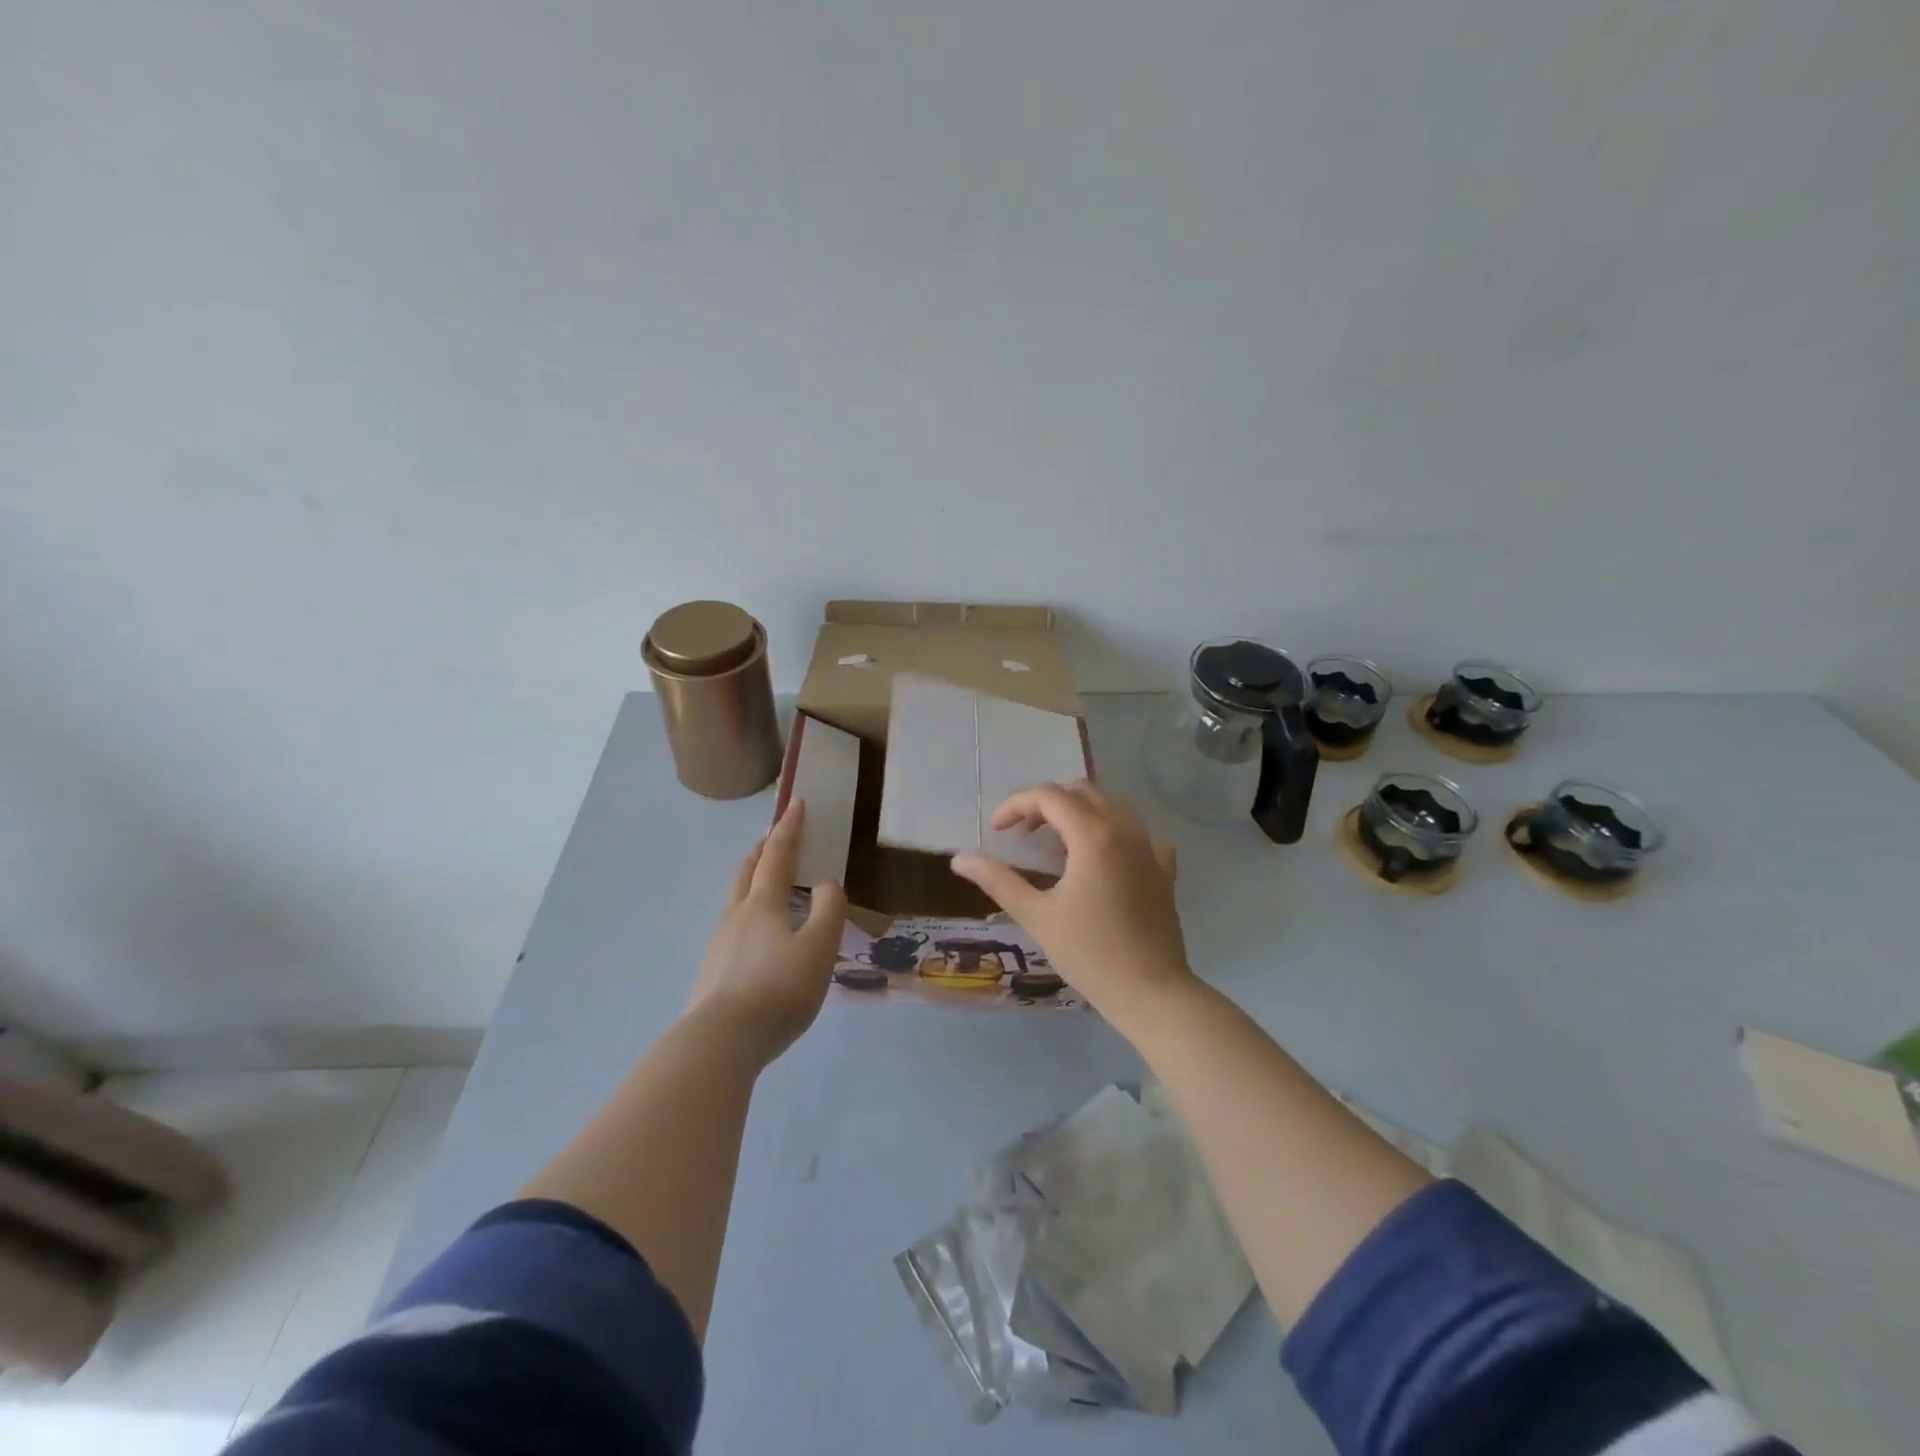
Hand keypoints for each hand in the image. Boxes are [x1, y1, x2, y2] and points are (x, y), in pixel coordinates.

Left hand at [687, 799, 847, 1064]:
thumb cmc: (778, 988)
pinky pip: (735, 928)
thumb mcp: (819, 947)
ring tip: (770, 885)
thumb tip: (827, 884)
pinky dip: (750, 915)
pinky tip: (760, 939)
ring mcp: (720, 944)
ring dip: (754, 881)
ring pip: (737, 900)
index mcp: (763, 904)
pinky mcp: (713, 972)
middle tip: (775, 839)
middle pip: (748, 872)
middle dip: (763, 850)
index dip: (790, 828)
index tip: (796, 803)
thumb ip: (830, 909)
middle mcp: (737, 915)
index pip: (778, 855)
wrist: (721, 1041)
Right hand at [949, 781, 1193, 1031]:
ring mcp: (1150, 849)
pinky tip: (1102, 858)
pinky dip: (1113, 833)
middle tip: (1023, 833)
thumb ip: (998, 880)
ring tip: (1057, 844)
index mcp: (1093, 835)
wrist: (1151, 993)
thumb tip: (960, 858)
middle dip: (1047, 803)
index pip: (1049, 796)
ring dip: (1079, 812)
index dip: (1016, 805)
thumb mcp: (1036, 916)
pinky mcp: (1164, 870)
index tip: (996, 831)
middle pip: (1082, 791)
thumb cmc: (1089, 954)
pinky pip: (1139, 834)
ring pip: (1112, 806)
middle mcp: (1125, 830)